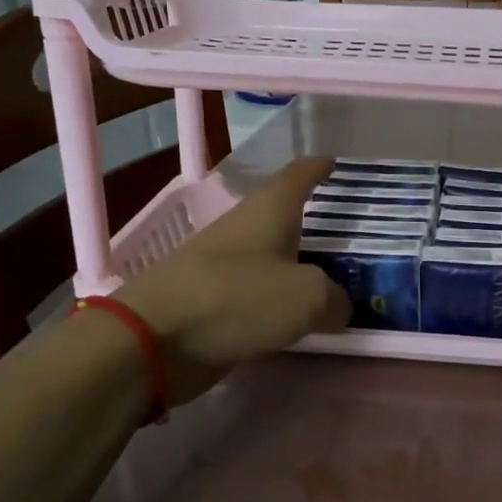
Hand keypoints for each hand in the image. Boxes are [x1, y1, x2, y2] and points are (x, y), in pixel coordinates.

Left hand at [113, 157, 350, 403]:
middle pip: (282, 217)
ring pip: (270, 258)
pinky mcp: (210, 303)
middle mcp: (244, 230)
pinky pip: (256, 295)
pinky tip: (295, 317)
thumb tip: (338, 307)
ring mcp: (222, 266)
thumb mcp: (306, 297)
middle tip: (346, 235)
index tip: (333, 162)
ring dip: (295, 266)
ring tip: (328, 280)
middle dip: (311, 222)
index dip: (318, 167)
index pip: (298, 176)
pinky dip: (277, 301)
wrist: (155, 339)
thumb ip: (334, 299)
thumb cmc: (236, 299)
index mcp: (268, 210)